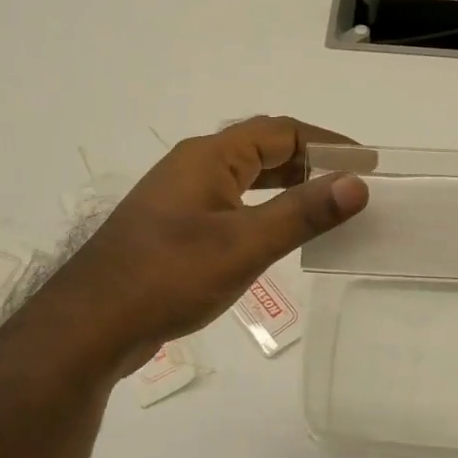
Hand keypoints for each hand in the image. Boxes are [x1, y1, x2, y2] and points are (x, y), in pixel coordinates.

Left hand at [47, 116, 367, 362]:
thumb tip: (357, 183)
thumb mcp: (245, 245)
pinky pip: (232, 205)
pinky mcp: (174, 229)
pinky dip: (264, 210)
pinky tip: (277, 235)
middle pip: (262, 150)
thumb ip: (303, 214)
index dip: (327, 143)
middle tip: (352, 184)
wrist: (90, 325)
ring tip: (326, 206)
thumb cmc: (169, 275)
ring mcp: (181, 199)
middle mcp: (194, 168)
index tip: (366, 163)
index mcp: (210, 157)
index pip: (280, 132)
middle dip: (309, 163)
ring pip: (246, 179)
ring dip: (287, 186)